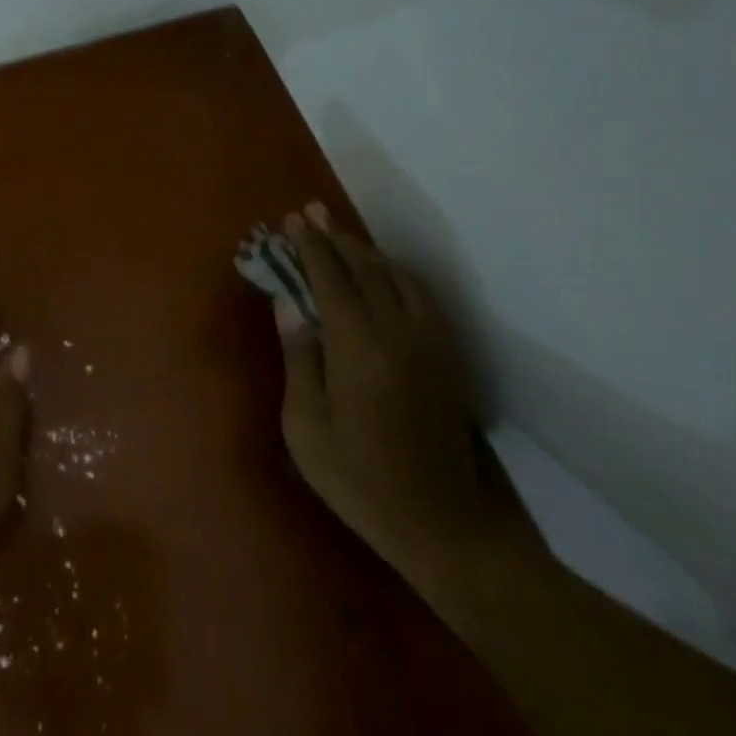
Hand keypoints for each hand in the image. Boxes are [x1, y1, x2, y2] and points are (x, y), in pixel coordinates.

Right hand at [274, 203, 542, 583]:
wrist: (441, 523)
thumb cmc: (357, 481)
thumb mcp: (305, 428)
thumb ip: (299, 359)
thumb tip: (288, 302)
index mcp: (359, 352)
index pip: (331, 282)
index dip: (310, 249)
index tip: (292, 222)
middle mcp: (399, 336)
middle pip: (367, 272)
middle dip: (336, 239)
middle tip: (311, 212)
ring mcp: (430, 345)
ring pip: (398, 279)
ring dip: (367, 252)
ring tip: (340, 235)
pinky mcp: (447, 358)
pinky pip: (421, 298)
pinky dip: (396, 274)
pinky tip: (383, 274)